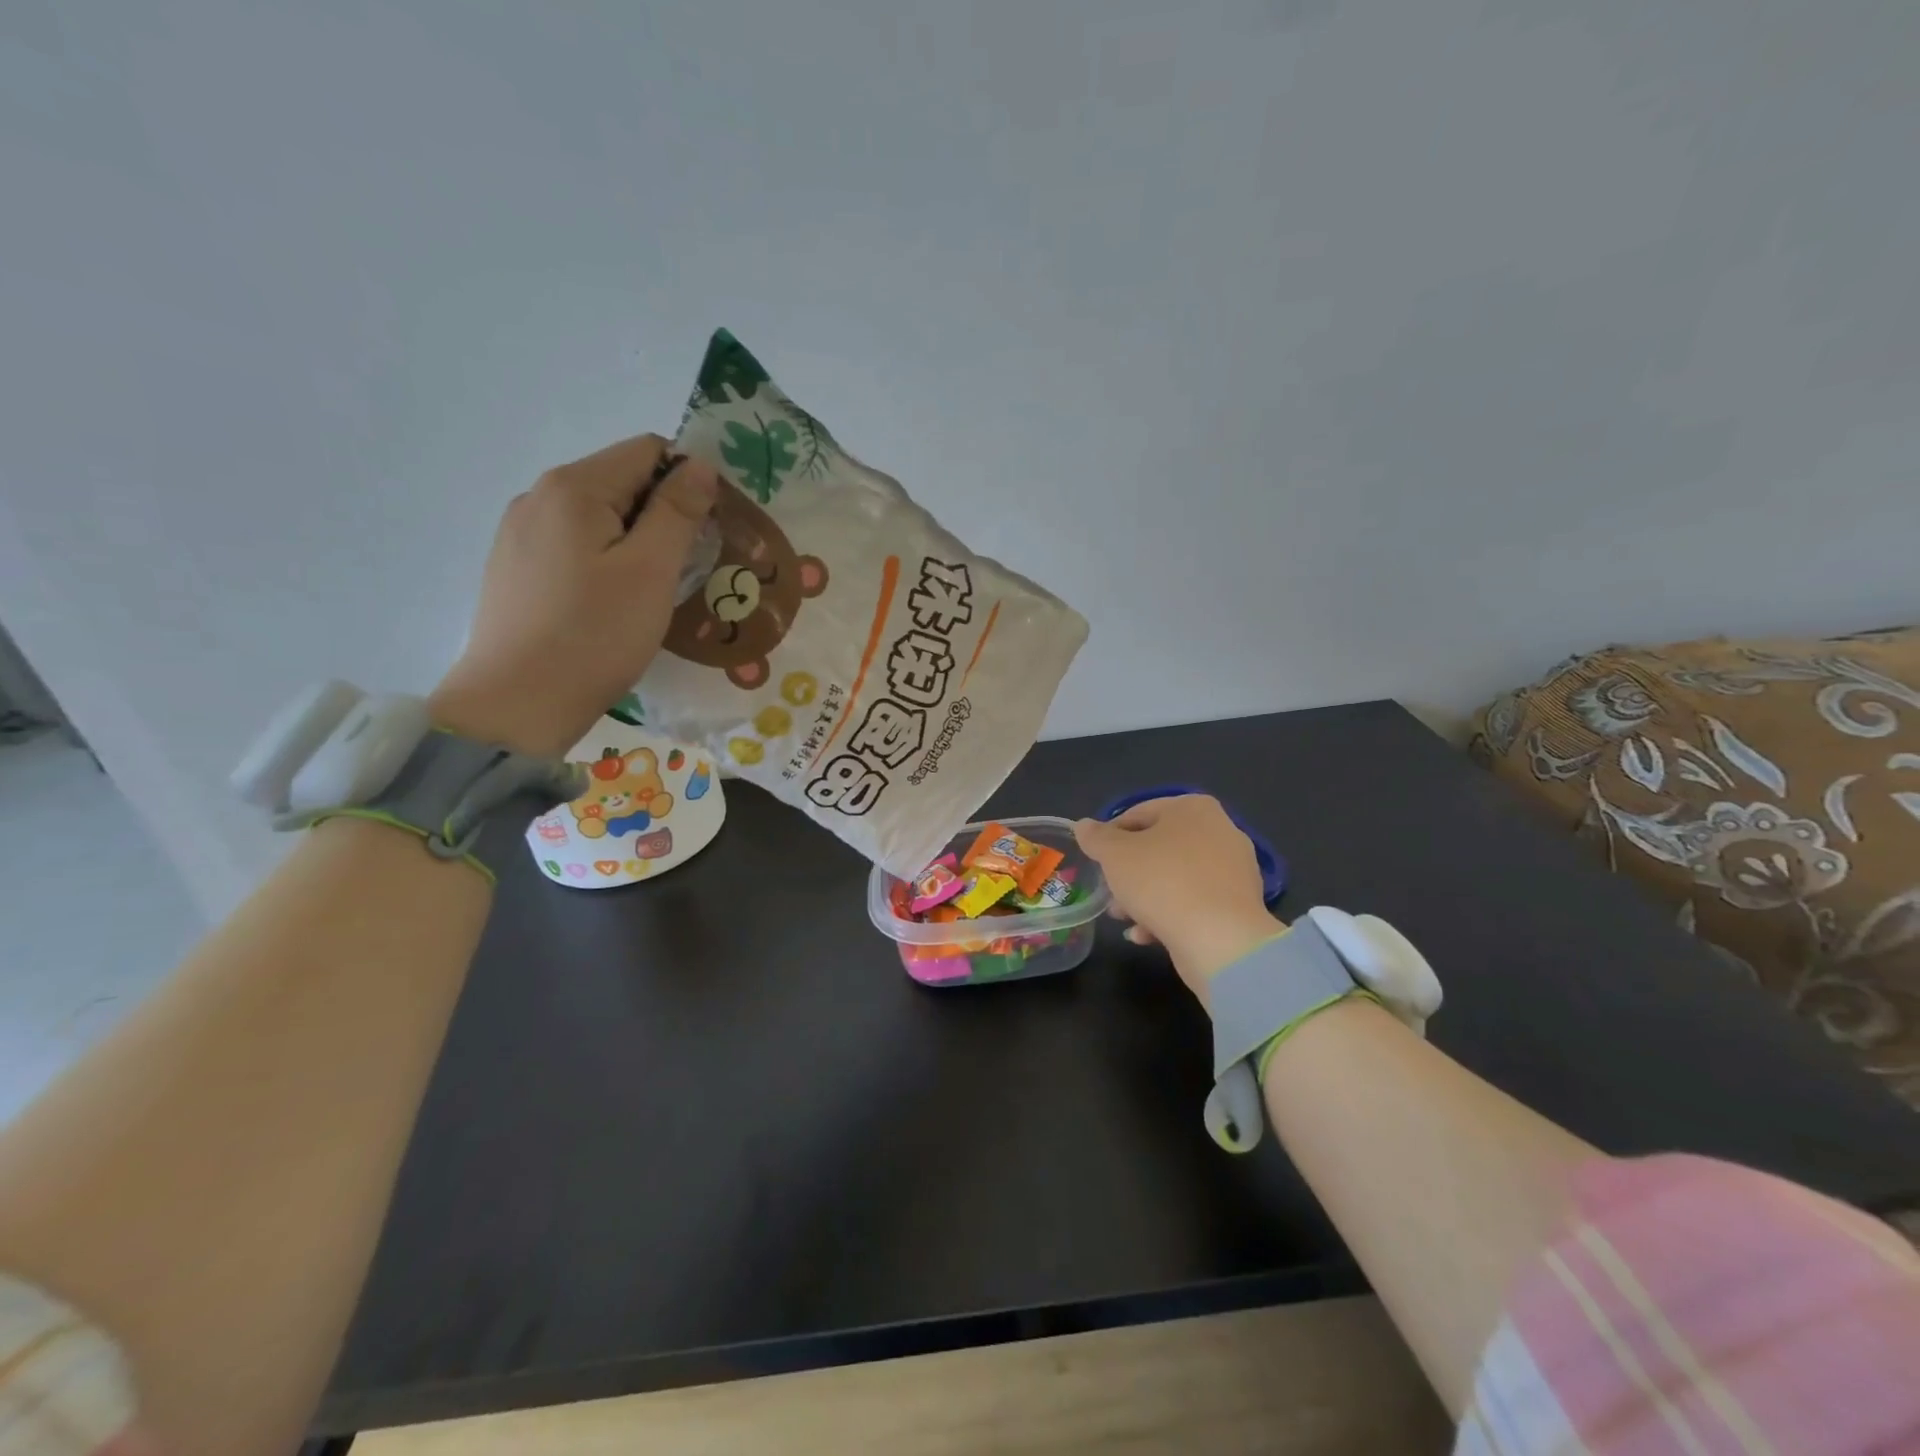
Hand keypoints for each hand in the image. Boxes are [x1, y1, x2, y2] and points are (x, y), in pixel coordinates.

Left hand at [429, 435, 716, 757]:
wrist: (518, 703)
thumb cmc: (596, 635)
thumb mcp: (650, 571)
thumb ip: (677, 512)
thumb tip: (699, 464)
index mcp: (573, 487)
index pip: (647, 451)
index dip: (688, 481)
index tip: (709, 531)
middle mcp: (539, 497)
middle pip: (621, 482)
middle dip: (663, 516)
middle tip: (687, 570)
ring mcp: (520, 533)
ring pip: (598, 518)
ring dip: (636, 542)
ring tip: (651, 594)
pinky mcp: (515, 569)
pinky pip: (574, 546)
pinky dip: (605, 562)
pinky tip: (611, 605)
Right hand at [1073, 795, 1283, 1002]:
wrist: (1220, 939)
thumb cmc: (1162, 882)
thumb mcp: (1115, 855)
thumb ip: (1096, 838)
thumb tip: (1085, 825)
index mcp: (1193, 808)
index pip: (1140, 813)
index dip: (1111, 836)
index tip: (1096, 860)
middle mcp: (1220, 831)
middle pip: (1159, 847)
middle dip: (1129, 872)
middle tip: (1108, 892)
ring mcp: (1234, 870)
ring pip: (1176, 877)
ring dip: (1145, 896)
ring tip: (1122, 918)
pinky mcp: (1239, 905)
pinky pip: (1195, 902)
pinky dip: (1170, 914)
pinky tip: (1146, 935)